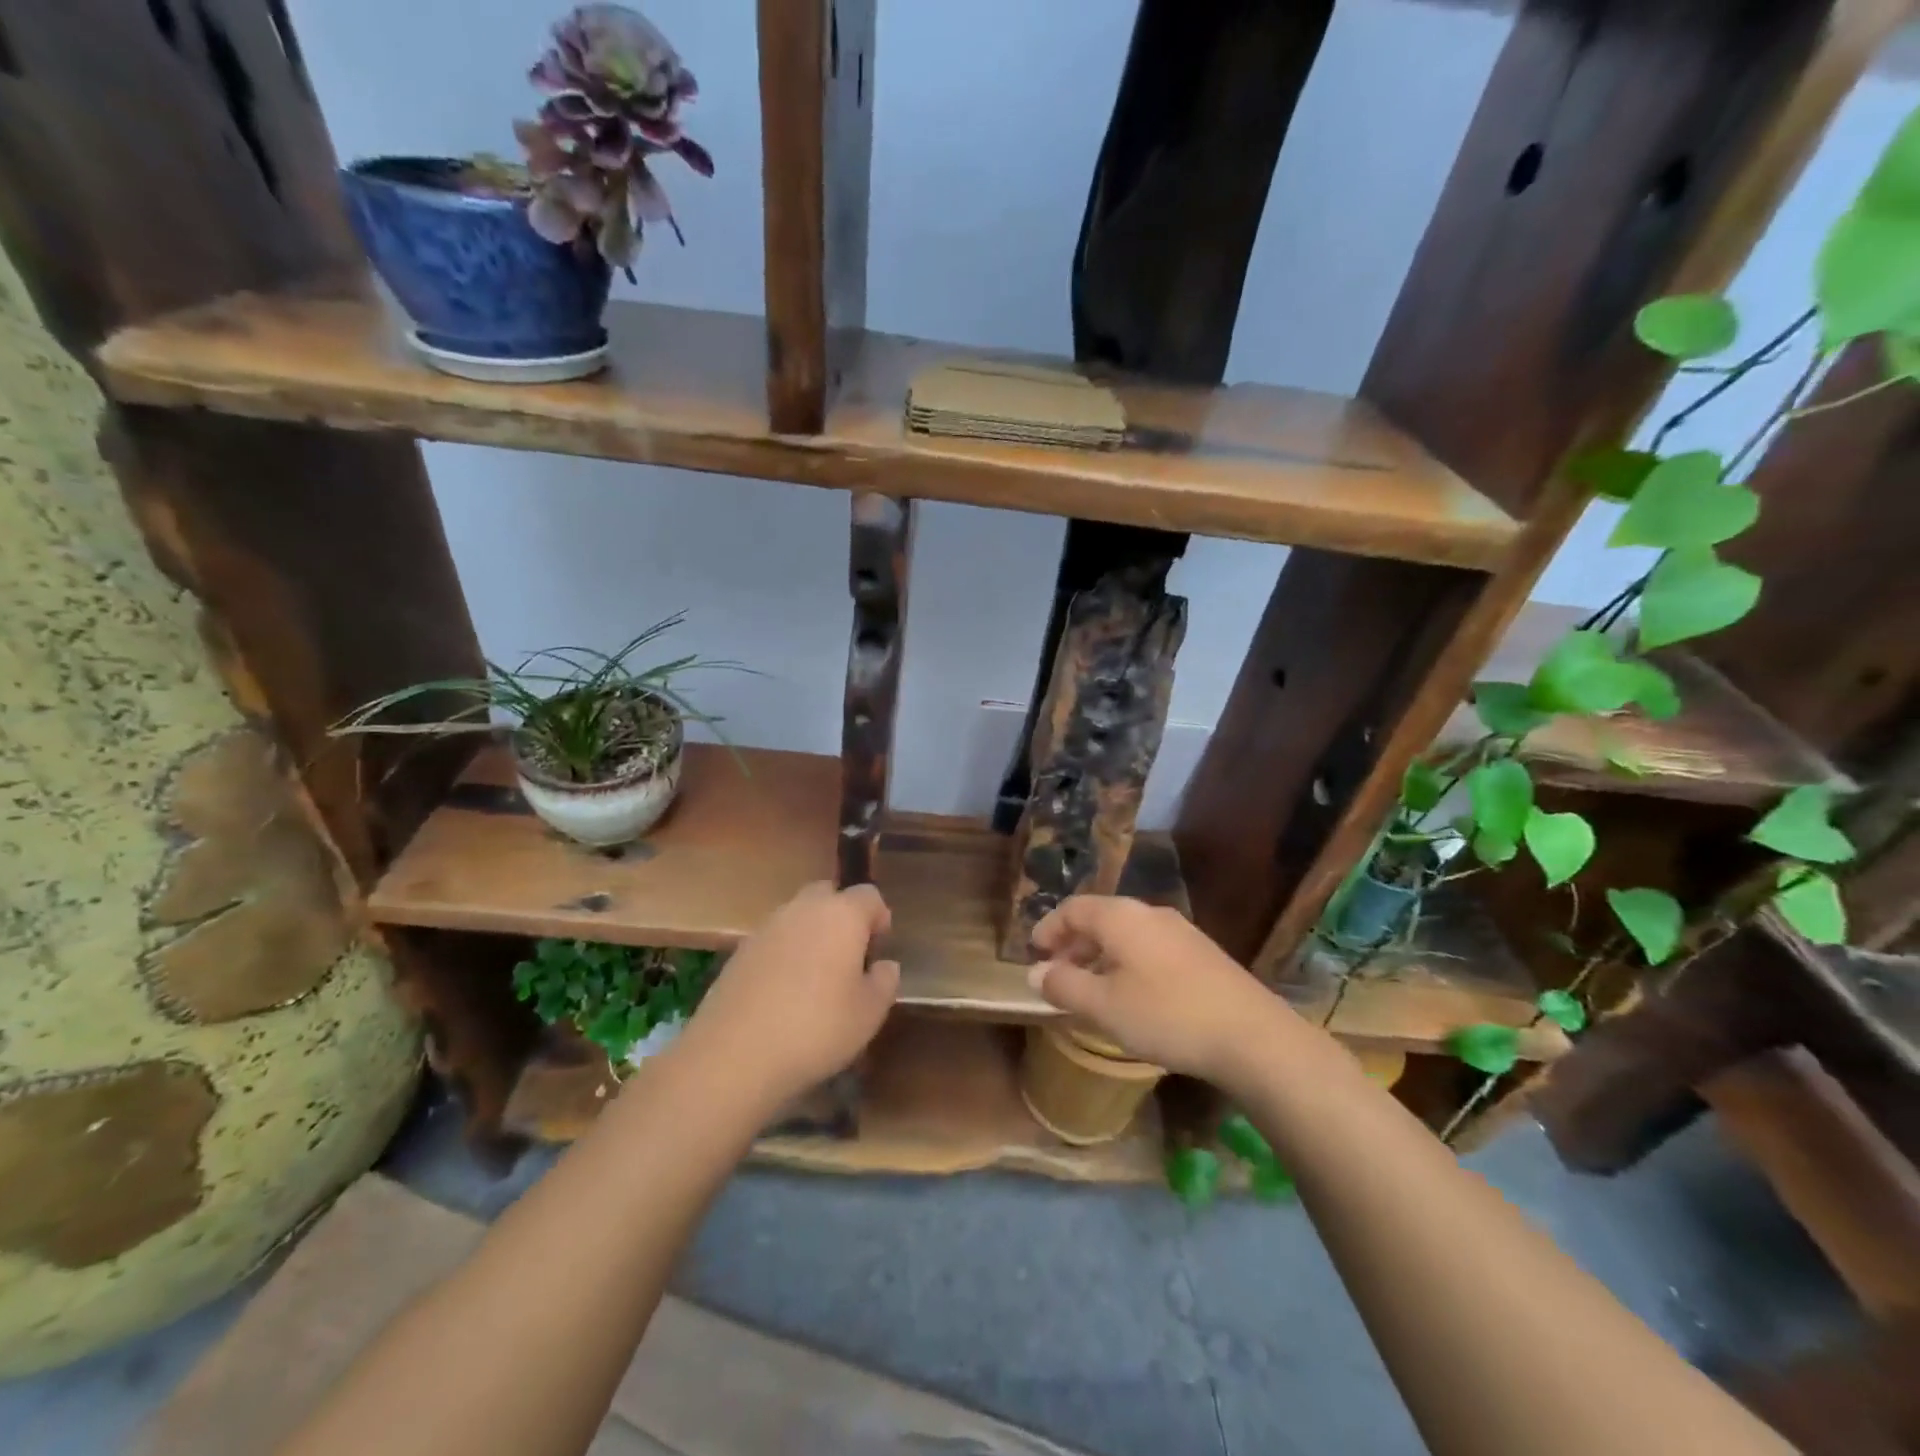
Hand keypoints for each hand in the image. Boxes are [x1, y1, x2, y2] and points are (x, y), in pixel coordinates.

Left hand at [677, 881, 898, 1110]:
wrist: (735, 1055)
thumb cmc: (817, 1029)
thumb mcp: (869, 1013)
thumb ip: (884, 981)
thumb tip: (884, 965)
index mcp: (842, 915)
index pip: (869, 895)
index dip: (879, 918)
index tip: (878, 951)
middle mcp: (803, 909)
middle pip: (829, 896)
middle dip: (842, 918)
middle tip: (848, 959)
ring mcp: (767, 927)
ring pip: (798, 917)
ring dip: (811, 935)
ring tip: (815, 979)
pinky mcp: (740, 951)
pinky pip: (774, 940)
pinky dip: (784, 955)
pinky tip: (784, 994)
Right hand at [1029, 896, 1298, 1083]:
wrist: (1251, 1035)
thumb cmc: (1166, 1015)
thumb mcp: (1104, 1006)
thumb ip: (1064, 986)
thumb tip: (1035, 973)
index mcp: (1120, 917)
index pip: (1072, 908)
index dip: (1048, 928)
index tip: (1034, 953)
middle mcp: (1149, 913)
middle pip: (1100, 917)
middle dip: (1074, 943)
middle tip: (1058, 973)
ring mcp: (1180, 931)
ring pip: (1127, 933)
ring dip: (1101, 954)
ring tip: (1092, 988)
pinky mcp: (1201, 953)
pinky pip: (1149, 947)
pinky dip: (1127, 962)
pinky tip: (1132, 994)